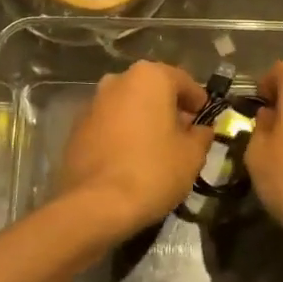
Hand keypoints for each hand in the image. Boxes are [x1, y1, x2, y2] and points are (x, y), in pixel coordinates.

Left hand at [56, 61, 213, 243]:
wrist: (96, 204)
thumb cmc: (153, 171)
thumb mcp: (192, 155)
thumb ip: (201, 135)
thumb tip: (200, 129)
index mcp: (149, 77)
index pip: (183, 81)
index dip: (198, 101)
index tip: (205, 121)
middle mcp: (117, 81)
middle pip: (152, 90)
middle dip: (169, 109)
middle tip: (183, 135)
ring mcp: (93, 103)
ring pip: (128, 106)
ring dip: (144, 120)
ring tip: (157, 149)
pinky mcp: (76, 128)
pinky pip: (109, 124)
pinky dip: (123, 134)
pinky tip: (131, 158)